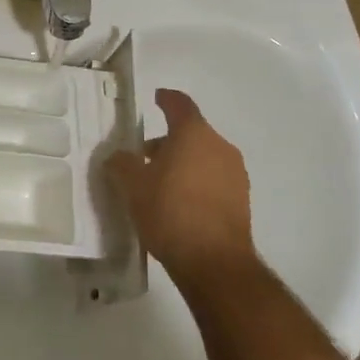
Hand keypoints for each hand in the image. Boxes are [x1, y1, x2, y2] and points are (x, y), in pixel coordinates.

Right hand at [108, 89, 259, 290]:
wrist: (214, 262)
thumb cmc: (170, 212)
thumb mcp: (133, 186)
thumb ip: (122, 164)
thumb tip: (118, 156)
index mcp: (194, 134)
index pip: (180, 105)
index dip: (166, 99)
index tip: (156, 97)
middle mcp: (219, 147)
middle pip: (191, 133)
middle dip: (167, 141)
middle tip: (143, 156)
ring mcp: (235, 174)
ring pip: (203, 157)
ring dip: (182, 163)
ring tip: (158, 184)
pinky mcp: (241, 200)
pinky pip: (213, 179)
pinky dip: (196, 182)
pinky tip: (178, 204)